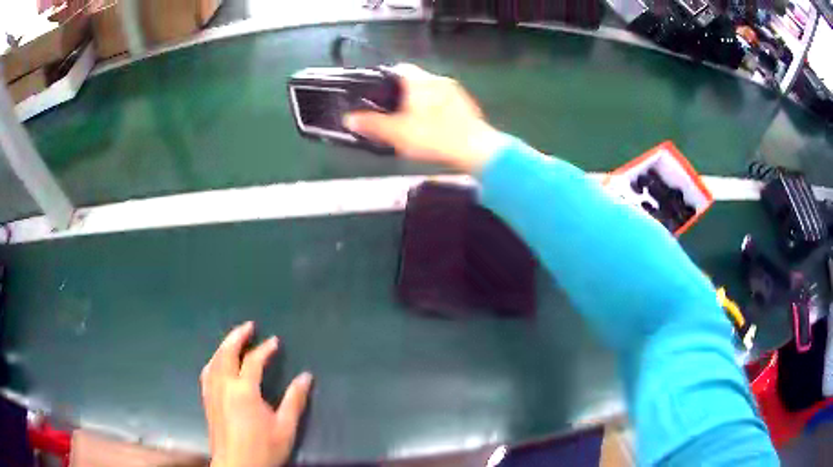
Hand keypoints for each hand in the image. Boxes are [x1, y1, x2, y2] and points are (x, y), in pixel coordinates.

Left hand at [201, 322, 312, 466]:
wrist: (237, 466)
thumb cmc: (263, 448)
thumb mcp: (285, 427)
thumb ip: (295, 400)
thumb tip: (306, 376)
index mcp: (243, 390)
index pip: (253, 361)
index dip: (265, 349)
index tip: (275, 341)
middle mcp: (224, 385)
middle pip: (227, 353)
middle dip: (237, 337)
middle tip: (249, 326)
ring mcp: (212, 392)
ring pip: (214, 361)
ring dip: (224, 346)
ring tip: (233, 339)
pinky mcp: (207, 401)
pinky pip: (207, 372)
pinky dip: (214, 361)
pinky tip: (217, 363)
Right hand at [344, 64, 506, 172]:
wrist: (478, 150)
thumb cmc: (435, 137)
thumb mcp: (397, 133)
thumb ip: (371, 125)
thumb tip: (349, 119)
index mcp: (420, 81)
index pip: (398, 68)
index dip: (383, 78)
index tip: (374, 92)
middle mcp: (438, 80)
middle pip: (414, 79)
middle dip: (400, 92)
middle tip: (388, 110)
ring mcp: (455, 92)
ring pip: (430, 90)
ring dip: (418, 100)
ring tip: (408, 119)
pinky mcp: (466, 105)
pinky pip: (443, 101)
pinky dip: (434, 108)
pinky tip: (431, 126)